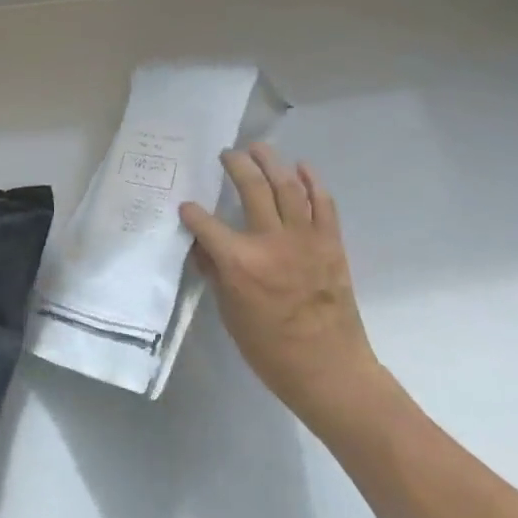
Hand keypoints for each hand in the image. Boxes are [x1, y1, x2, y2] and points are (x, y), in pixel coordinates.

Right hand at [179, 143, 381, 429]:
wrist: (330, 370)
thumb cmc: (271, 350)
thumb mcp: (230, 314)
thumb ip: (216, 274)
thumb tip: (202, 247)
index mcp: (240, 263)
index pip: (206, 224)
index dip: (192, 212)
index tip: (186, 205)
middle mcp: (271, 241)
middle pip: (251, 188)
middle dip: (235, 164)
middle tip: (226, 154)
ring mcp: (305, 239)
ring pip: (287, 186)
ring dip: (271, 161)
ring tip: (259, 148)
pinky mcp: (331, 243)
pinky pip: (323, 204)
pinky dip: (313, 182)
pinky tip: (301, 167)